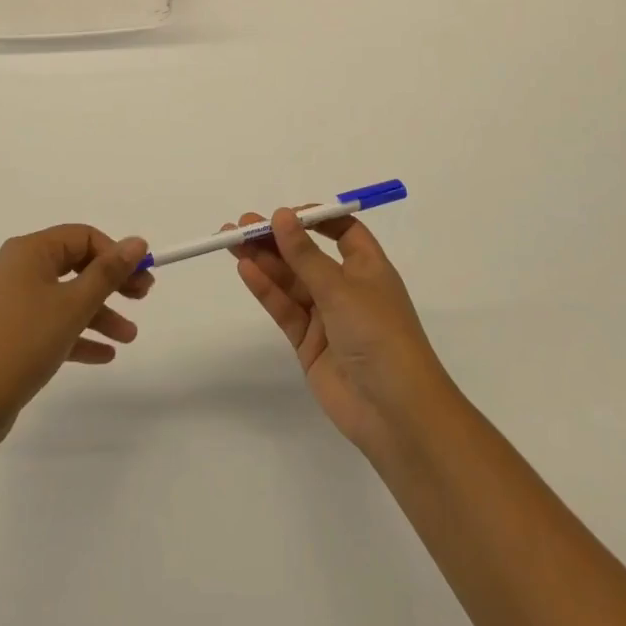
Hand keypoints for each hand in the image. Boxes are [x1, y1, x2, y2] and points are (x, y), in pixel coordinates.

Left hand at [0, 225, 152, 433]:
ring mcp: (12, 301)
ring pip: (66, 298)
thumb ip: (109, 272)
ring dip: (100, 314)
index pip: (82, 237)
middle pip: (76, 265)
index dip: (116, 254)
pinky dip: (77, 334)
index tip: (142, 277)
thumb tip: (138, 242)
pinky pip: (52, 323)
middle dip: (111, 284)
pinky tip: (105, 355)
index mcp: (30, 251)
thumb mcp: (75, 305)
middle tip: (143, 298)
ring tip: (129, 338)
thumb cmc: (26, 341)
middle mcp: (18, 268)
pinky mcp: (11, 332)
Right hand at [233, 207, 455, 457]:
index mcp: (368, 268)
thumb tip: (281, 215)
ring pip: (291, 281)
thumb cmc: (378, 335)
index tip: (284, 214)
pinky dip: (266, 290)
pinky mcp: (309, 344)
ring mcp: (327, 317)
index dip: (314, 219)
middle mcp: (347, 288)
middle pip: (308, 255)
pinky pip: (285, 309)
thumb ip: (305, 255)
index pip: (342, 232)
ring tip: (231, 242)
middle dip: (277, 239)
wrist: (394, 411)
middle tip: (241, 225)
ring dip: (264, 261)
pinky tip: (245, 270)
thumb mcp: (341, 288)